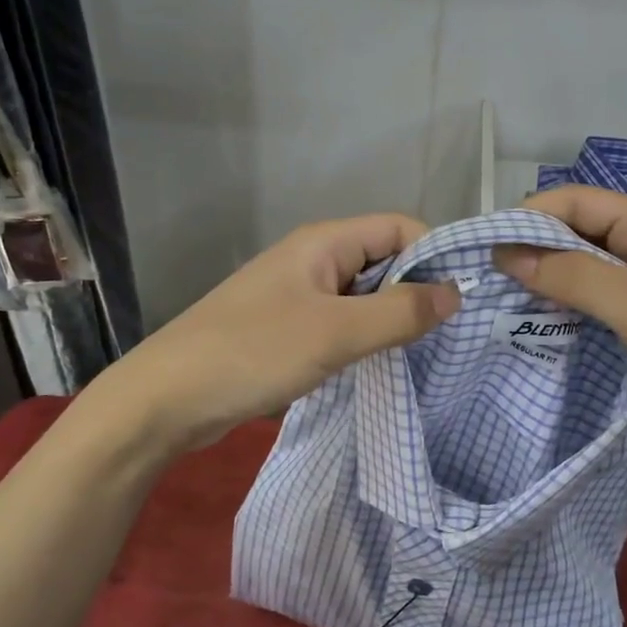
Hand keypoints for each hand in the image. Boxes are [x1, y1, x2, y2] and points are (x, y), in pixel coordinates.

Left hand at [99, 214, 459, 449]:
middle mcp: (313, 259)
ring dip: (391, 319)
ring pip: (362, 295)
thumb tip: (456, 293)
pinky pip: (340, 322)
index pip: (399, 228)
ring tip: (424, 355)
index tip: (461, 301)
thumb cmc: (252, 353)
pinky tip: (379, 366)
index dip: (434, 255)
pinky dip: (364, 338)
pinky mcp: (286, 329)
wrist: (165, 399)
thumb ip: (399, 312)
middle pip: (383, 260)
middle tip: (451, 335)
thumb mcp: (335, 333)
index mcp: (323, 242)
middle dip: (417, 290)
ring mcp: (297, 295)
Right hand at [494, 186, 626, 468]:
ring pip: (578, 276)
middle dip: (531, 252)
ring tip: (495, 305)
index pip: (577, 202)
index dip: (530, 217)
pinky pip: (589, 312)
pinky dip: (560, 317)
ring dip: (542, 287)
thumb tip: (504, 254)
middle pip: (574, 236)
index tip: (485, 247)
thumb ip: (572, 276)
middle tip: (483, 280)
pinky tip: (529, 330)